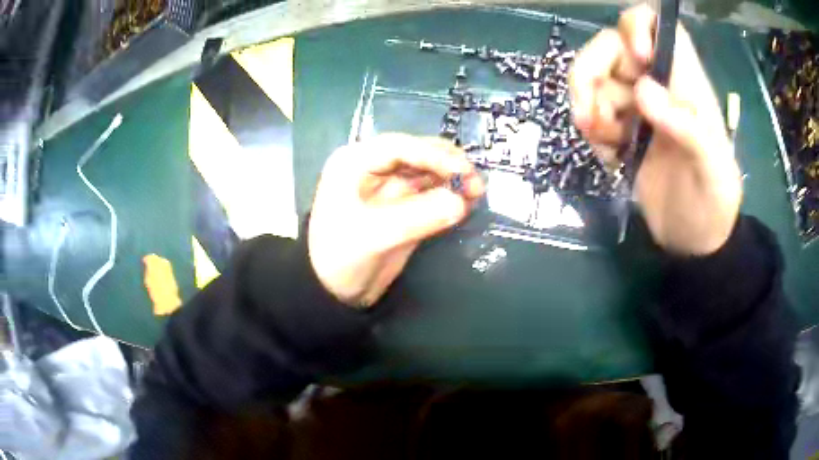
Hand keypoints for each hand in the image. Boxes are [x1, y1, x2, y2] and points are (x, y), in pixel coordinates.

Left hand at [308, 134, 483, 307]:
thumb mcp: (374, 236)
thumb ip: (417, 217)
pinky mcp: (404, 206)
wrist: (334, 292)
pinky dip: (449, 196)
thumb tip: (461, 202)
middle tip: (476, 183)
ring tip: (477, 193)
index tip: (462, 171)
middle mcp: (373, 167)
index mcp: (354, 162)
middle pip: (418, 154)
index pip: (399, 147)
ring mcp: (390, 186)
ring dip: (453, 179)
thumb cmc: (340, 258)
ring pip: (428, 171)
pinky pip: (431, 193)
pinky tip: (467, 202)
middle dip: (448, 165)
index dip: (433, 154)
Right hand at [569, 4, 741, 254]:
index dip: (639, 27)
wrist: (694, 241)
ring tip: (602, 141)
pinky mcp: (623, 130)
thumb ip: (689, 130)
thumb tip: (643, 91)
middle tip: (589, 113)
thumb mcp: (711, 173)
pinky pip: (593, 112)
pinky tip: (610, 157)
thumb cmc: (712, 206)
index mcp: (686, 85)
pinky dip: (592, 131)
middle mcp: (659, 86)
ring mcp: (638, 108)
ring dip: (587, 105)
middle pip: (612, 46)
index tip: (635, 56)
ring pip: (596, 78)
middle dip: (591, 71)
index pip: (661, 28)